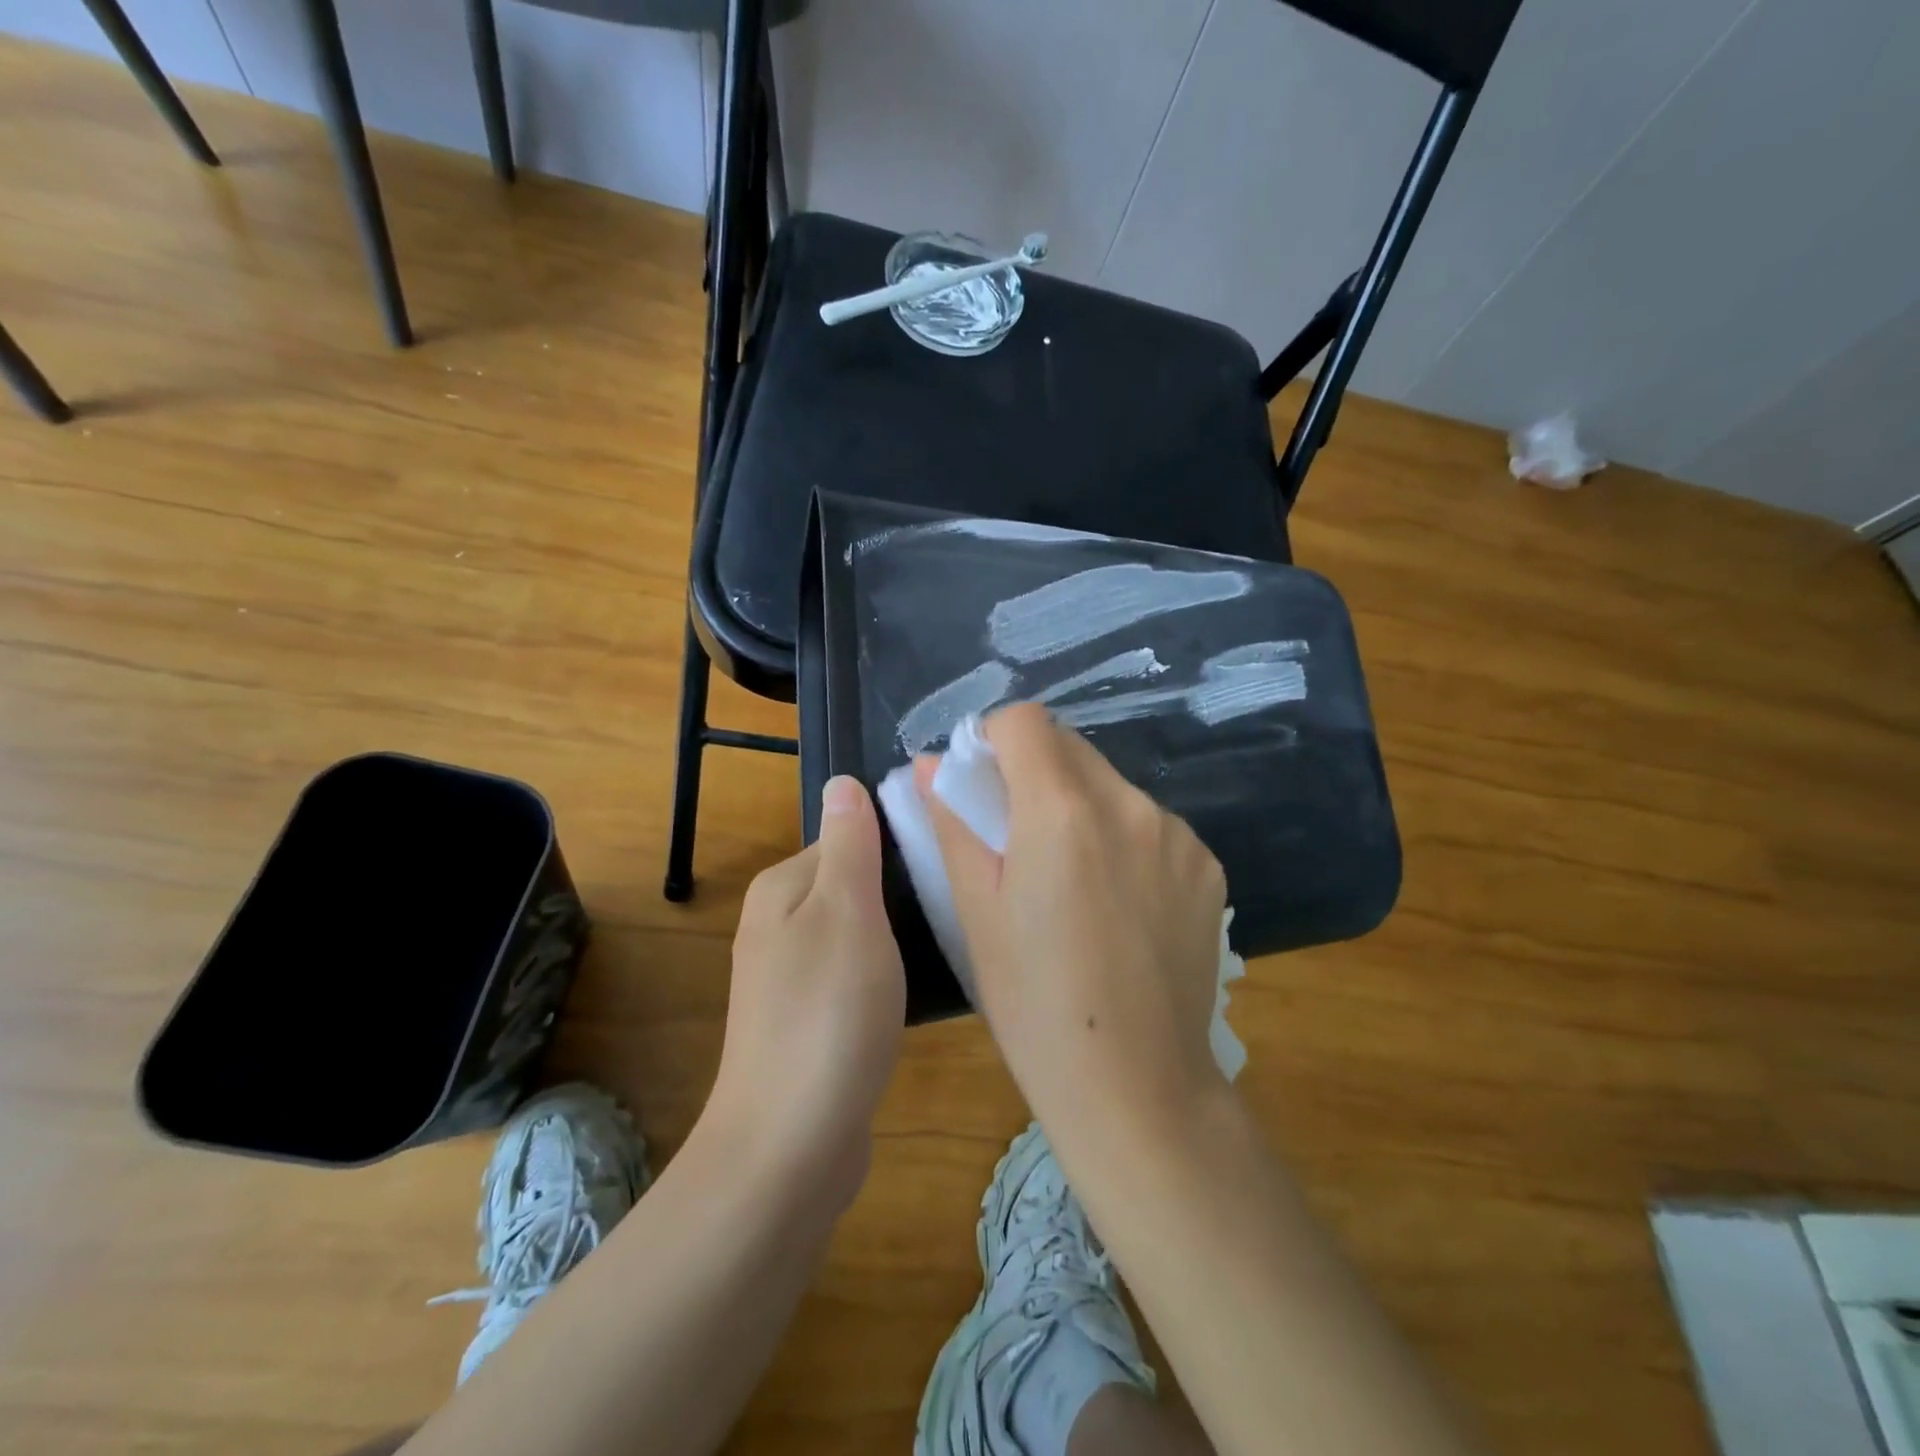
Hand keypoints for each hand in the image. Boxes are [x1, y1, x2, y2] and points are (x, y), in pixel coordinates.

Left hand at [705, 776, 905, 1209]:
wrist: (791, 1147)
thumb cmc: (827, 1013)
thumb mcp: (846, 910)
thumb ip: (848, 844)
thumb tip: (842, 782)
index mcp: (782, 889)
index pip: (847, 837)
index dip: (896, 844)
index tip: (947, 858)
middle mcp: (778, 926)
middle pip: (852, 884)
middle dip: (899, 891)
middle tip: (955, 902)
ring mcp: (790, 979)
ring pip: (858, 932)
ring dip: (897, 935)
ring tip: (948, 941)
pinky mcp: (809, 1024)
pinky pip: (855, 977)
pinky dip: (886, 977)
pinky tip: (918, 992)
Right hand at [916, 703, 1226, 1131]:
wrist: (1137, 1086)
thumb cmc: (1034, 1003)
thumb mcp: (976, 911)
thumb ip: (953, 823)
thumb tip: (929, 767)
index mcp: (1063, 812)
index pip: (1025, 721)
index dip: (993, 738)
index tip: (981, 781)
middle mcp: (1129, 805)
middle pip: (1070, 747)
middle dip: (1034, 770)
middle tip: (1016, 833)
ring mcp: (1177, 834)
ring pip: (1111, 785)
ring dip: (1080, 804)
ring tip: (1070, 877)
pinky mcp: (1207, 866)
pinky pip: (1150, 824)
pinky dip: (1123, 838)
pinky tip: (1117, 902)